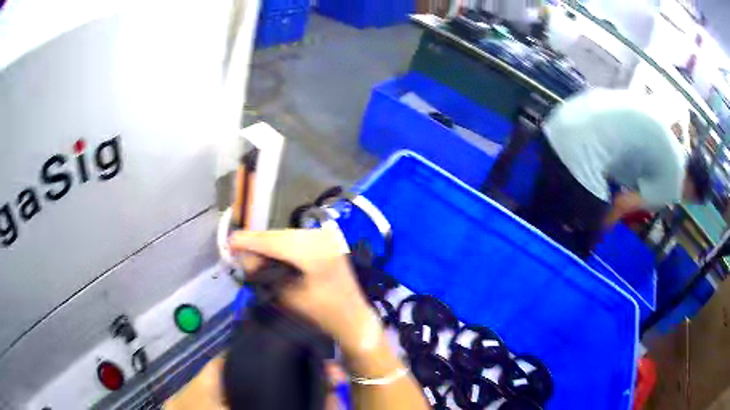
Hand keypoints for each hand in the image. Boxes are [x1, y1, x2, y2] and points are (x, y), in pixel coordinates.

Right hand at [228, 229, 378, 355]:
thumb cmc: (322, 315)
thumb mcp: (287, 297)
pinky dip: (282, 243)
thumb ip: (264, 274)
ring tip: (252, 252)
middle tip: (236, 248)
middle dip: (257, 241)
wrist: (354, 318)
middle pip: (280, 234)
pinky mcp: (329, 241)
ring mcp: (327, 237)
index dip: (249, 241)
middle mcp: (322, 238)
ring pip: (288, 234)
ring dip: (269, 242)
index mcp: (314, 253)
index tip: (229, 242)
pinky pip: (298, 238)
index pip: (273, 242)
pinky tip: (271, 251)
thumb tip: (245, 257)